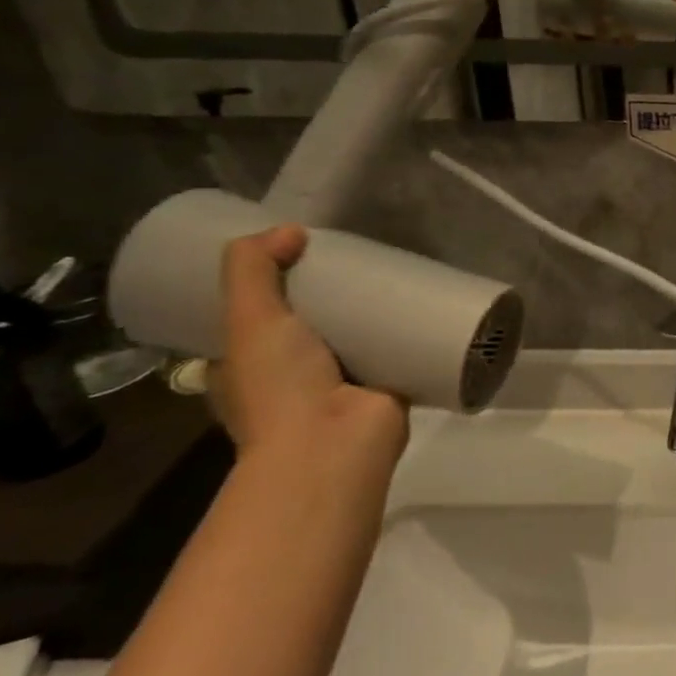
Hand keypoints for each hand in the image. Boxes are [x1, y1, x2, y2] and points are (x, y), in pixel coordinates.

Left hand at [214, 227, 409, 469]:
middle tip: (358, 257)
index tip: (301, 256)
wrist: (335, 445)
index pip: (258, 320)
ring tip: (398, 272)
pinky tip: (427, 304)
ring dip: (374, 312)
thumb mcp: (249, 320)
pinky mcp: (388, 387)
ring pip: (358, 337)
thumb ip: (253, 270)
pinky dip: (410, 332)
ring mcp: (343, 384)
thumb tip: (290, 230)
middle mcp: (294, 377)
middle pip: (313, 324)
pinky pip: (398, 351)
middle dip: (332, 295)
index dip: (274, 287)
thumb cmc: (280, 388)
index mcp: (248, 368)